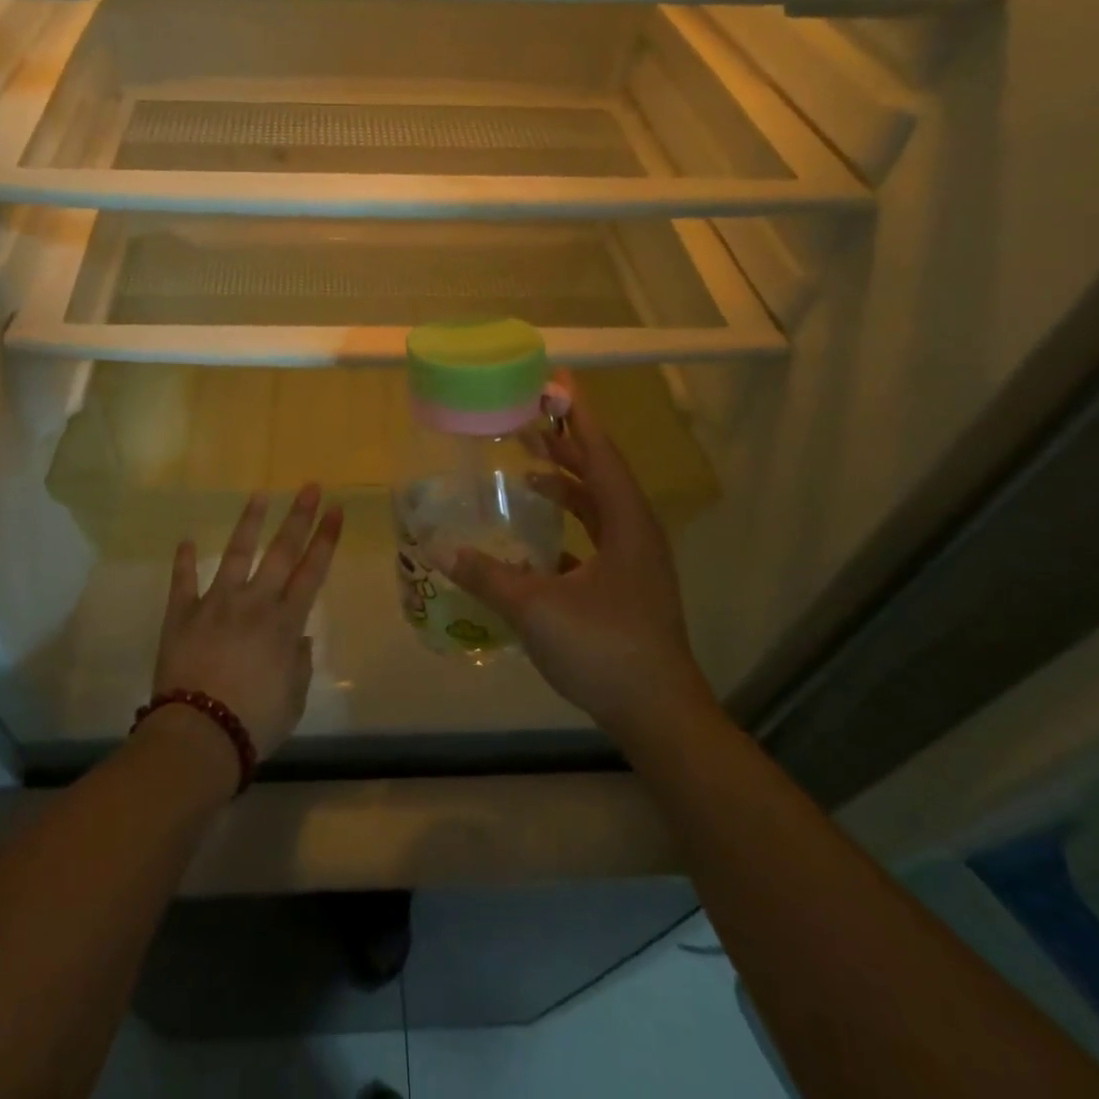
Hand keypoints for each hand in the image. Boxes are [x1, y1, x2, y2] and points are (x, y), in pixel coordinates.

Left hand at [151, 483, 344, 761]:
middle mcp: (254, 603)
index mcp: (285, 623)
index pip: (312, 571)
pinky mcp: (181, 614)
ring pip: (235, 554)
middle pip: (281, 551)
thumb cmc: (255, 722)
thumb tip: (299, 638)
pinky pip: (182, 582)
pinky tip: (185, 541)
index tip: (336, 509)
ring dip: (249, 523)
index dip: (326, 539)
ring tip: (259, 494)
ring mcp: (216, 603)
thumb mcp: (293, 699)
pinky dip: (183, 562)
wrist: (200, 734)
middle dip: (299, 517)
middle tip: (310, 487)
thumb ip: (298, 664)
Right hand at [442, 378, 712, 743]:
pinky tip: (540, 539)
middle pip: (600, 474)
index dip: (577, 416)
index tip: (555, 384)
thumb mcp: (537, 607)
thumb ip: (488, 575)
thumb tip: (440, 550)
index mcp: (627, 524)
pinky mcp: (629, 587)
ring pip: (600, 507)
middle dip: (566, 445)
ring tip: (529, 472)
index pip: (600, 453)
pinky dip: (570, 526)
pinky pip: (597, 539)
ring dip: (568, 485)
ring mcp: (637, 563)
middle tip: (527, 421)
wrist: (658, 714)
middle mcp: (638, 533)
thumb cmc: (604, 648)